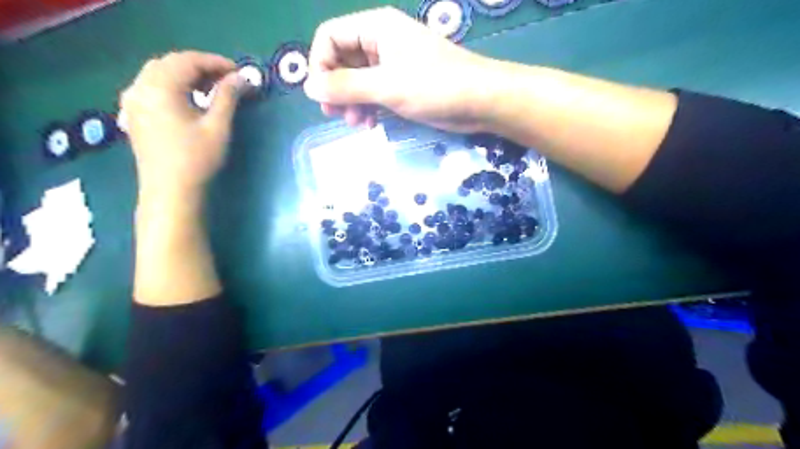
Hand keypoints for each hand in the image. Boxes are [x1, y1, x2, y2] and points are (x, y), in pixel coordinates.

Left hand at [121, 51, 243, 193]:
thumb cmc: (197, 159)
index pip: (187, 61)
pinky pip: (151, 87)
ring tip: (210, 89)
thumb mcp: (217, 126)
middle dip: (200, 66)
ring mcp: (133, 102)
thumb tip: (242, 77)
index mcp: (159, 87)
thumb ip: (228, 97)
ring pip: (159, 74)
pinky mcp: (134, 115)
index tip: (239, 72)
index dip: (215, 62)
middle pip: (170, 63)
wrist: (170, 191)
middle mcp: (140, 88)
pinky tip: (188, 100)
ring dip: (185, 75)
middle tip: (227, 80)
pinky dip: (172, 86)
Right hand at [303, 7, 501, 131]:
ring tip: (357, 124)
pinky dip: (368, 107)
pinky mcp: (403, 85)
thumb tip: (308, 87)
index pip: (330, 37)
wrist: (481, 101)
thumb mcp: (386, 86)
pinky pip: (375, 93)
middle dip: (336, 88)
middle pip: (342, 60)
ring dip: (352, 102)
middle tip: (335, 115)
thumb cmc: (435, 86)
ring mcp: (393, 64)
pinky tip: (370, 125)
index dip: (320, 64)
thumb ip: (346, 86)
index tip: (321, 95)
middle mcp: (381, 42)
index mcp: (376, 28)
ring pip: (358, 80)